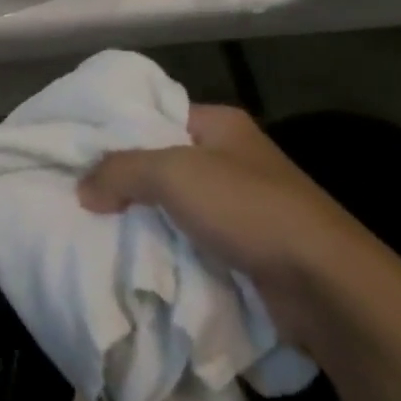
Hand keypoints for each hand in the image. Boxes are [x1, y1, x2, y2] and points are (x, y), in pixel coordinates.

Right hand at [78, 105, 377, 346]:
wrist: (323, 285)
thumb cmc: (249, 209)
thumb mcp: (174, 174)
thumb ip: (121, 171)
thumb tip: (83, 188)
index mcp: (220, 125)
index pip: (155, 115)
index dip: (117, 132)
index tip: (77, 153)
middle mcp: (231, 159)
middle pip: (161, 163)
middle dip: (124, 182)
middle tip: (79, 197)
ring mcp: (241, 205)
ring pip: (174, 207)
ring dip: (143, 221)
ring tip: (95, 231)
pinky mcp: (245, 248)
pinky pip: (191, 241)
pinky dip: (166, 250)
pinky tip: (134, 260)